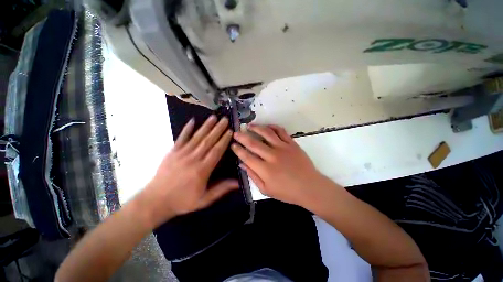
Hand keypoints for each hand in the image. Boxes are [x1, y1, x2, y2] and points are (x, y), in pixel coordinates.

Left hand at [142, 115, 237, 225]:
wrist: (155, 201)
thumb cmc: (182, 201)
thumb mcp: (204, 199)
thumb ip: (221, 189)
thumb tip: (238, 182)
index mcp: (202, 170)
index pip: (216, 151)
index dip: (224, 140)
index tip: (230, 131)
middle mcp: (193, 158)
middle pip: (208, 141)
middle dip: (218, 129)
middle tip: (225, 119)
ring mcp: (182, 153)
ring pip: (197, 137)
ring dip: (206, 126)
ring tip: (213, 117)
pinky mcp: (172, 152)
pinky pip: (181, 138)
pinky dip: (187, 129)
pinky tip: (192, 120)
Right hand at [231, 124, 330, 206]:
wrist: (309, 187)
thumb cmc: (287, 192)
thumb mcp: (266, 190)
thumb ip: (253, 176)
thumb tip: (242, 165)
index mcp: (265, 169)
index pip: (246, 156)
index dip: (238, 150)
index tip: (233, 144)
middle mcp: (272, 156)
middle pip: (253, 143)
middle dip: (242, 137)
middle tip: (236, 132)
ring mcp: (283, 148)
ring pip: (266, 133)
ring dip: (256, 128)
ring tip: (249, 125)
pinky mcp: (292, 144)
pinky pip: (281, 131)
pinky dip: (273, 127)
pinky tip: (267, 126)